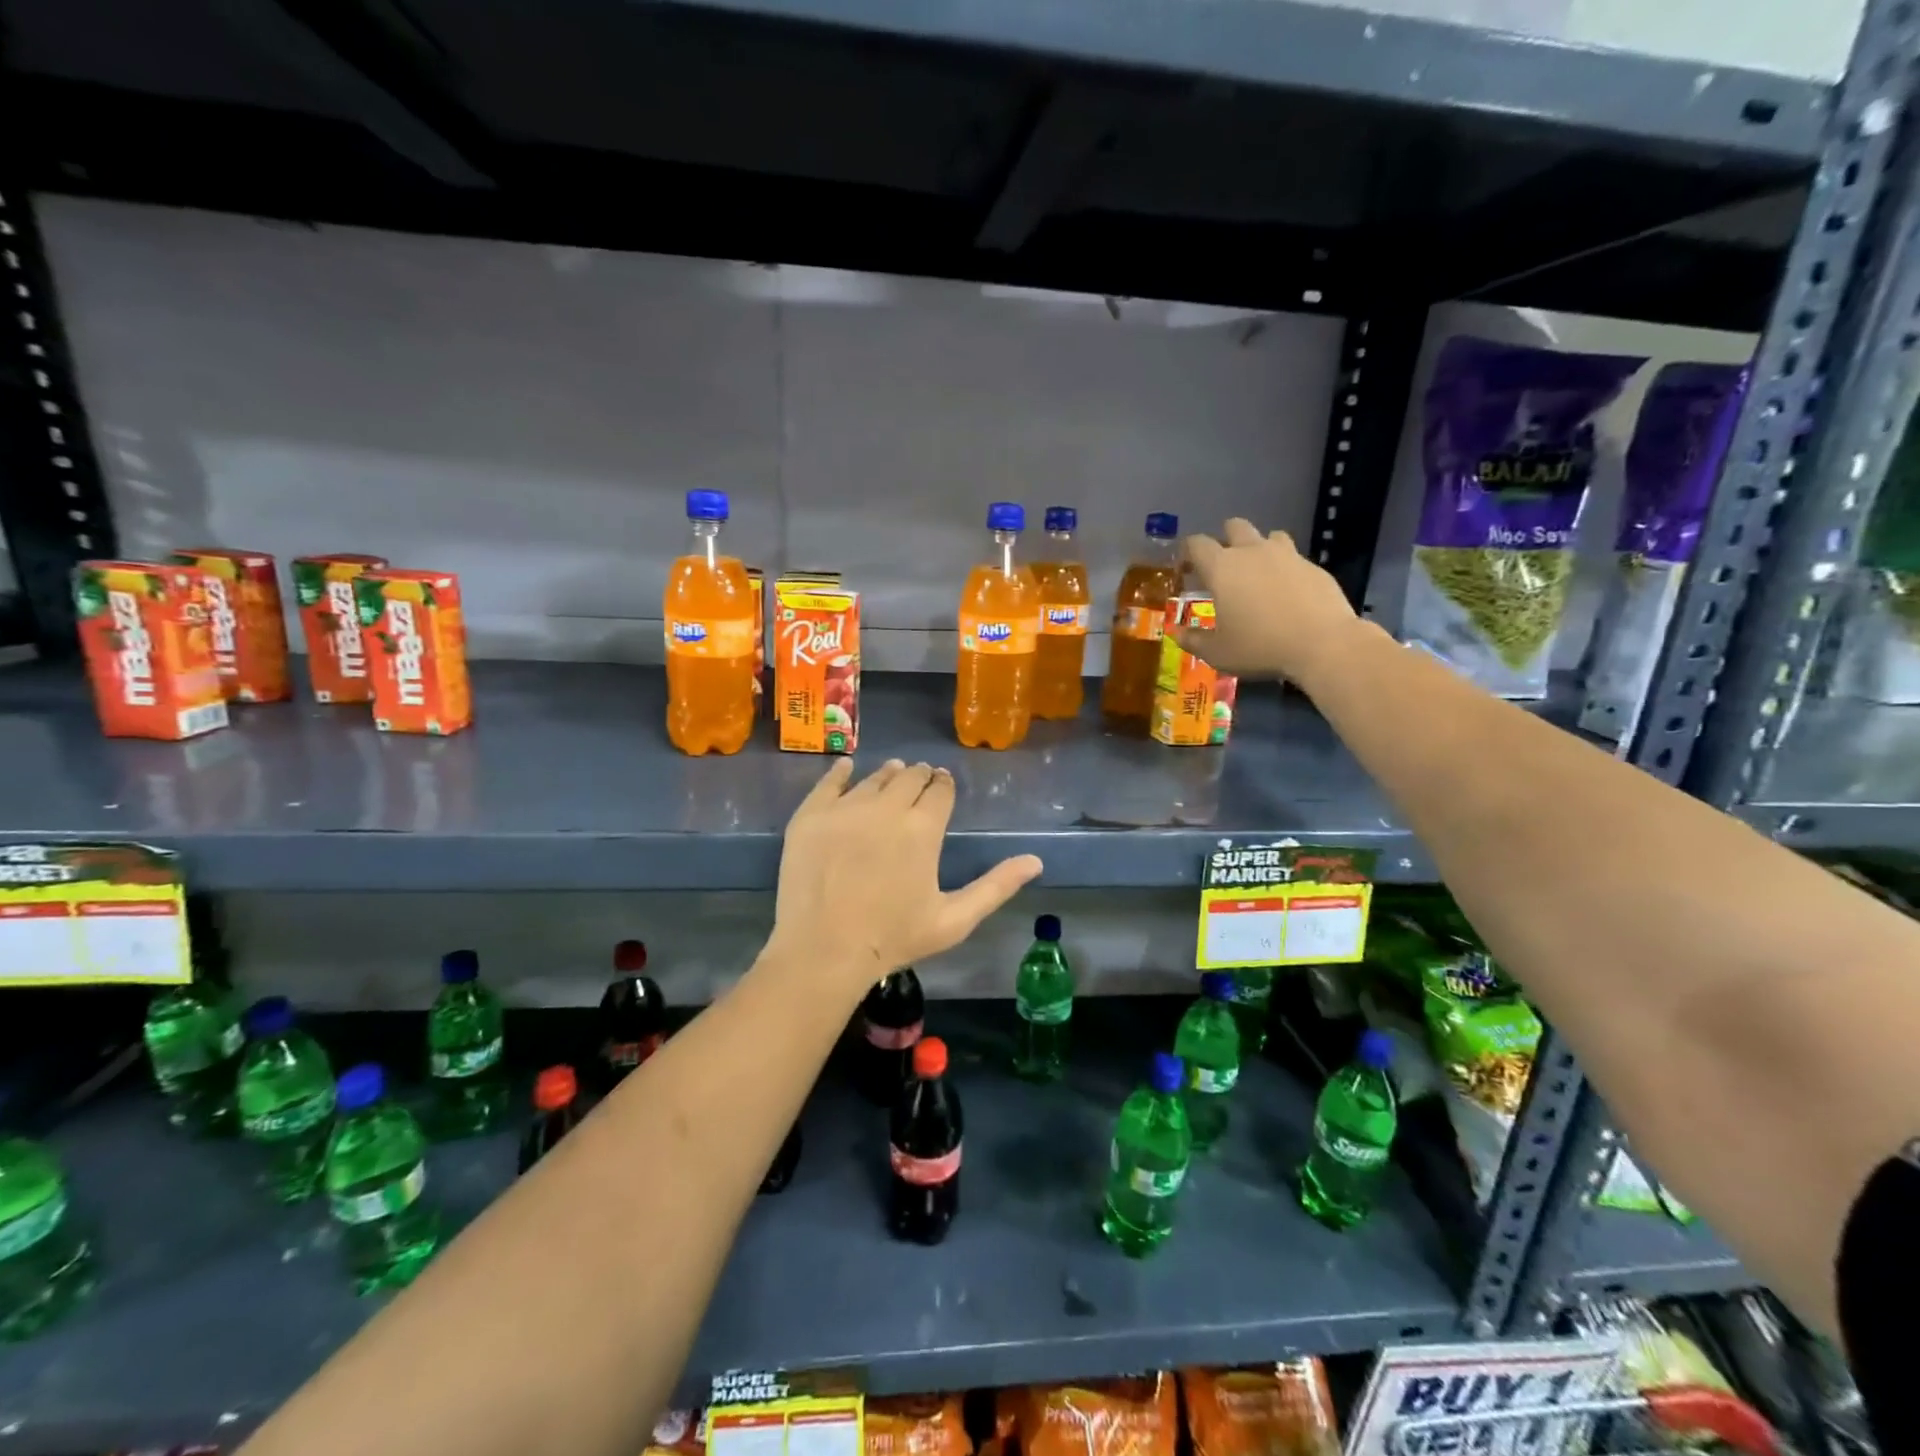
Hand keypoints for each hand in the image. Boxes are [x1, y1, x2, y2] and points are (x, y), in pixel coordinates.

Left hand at [769, 758, 1042, 996]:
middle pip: (909, 777)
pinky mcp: (811, 816)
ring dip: (889, 774)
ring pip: (873, 778)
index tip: (943, 785)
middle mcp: (886, 807)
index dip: (944, 785)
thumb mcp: (954, 920)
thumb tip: (1035, 860)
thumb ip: (995, 886)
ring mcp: (845, 809)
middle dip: (920, 776)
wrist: (823, 951)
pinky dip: (842, 772)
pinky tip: (848, 767)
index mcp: (923, 829)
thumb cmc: (893, 939)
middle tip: (921, 778)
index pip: (940, 791)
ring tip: (894, 772)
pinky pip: (829, 782)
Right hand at [1173, 519, 1360, 686]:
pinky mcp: (1314, 567)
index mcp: (1222, 567)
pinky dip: (1285, 570)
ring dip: (1259, 549)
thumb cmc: (1259, 647)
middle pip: (1234, 526)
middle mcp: (1253, 552)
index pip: (1196, 543)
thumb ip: (1193, 640)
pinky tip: (1287, 595)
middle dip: (1224, 539)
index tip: (1186, 569)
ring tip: (1258, 576)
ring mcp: (1288, 555)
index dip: (1187, 552)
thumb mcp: (1217, 652)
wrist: (1323, 644)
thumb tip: (1176, 633)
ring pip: (1269, 536)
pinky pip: (1294, 559)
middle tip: (1223, 567)